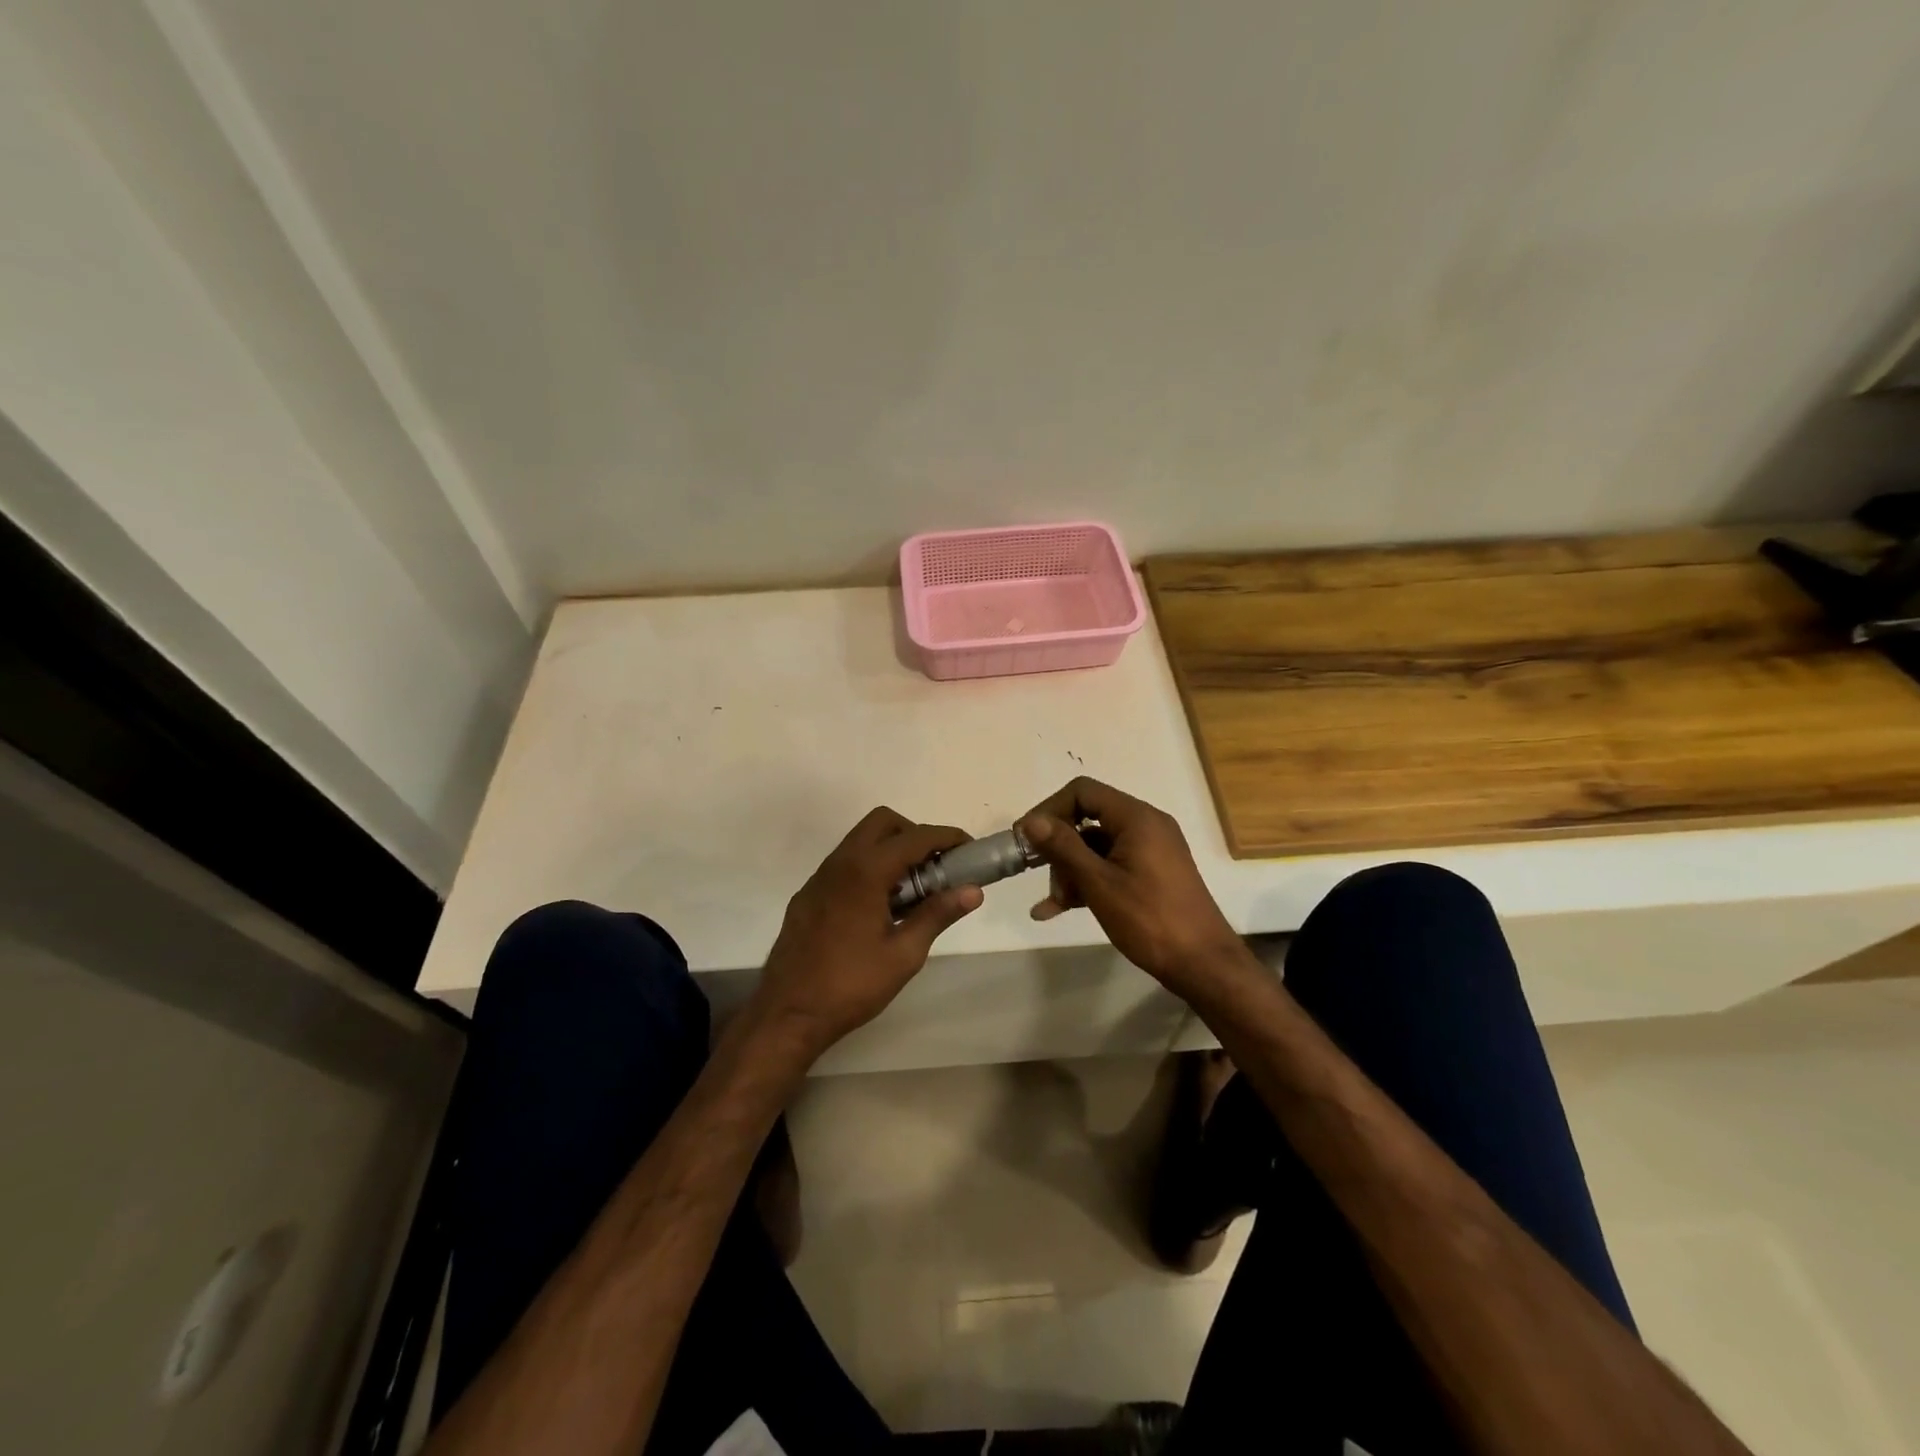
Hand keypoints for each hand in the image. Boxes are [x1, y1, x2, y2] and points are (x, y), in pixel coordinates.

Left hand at [752, 807, 982, 1055]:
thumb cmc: (851, 984)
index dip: (946, 837)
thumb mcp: (904, 954)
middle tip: (935, 867)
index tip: (969, 849)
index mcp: (866, 871)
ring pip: (860, 841)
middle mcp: (840, 863)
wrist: (788, 1013)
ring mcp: (819, 878)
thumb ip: (937, 914)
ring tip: (911, 891)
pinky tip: (878, 909)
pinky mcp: (808, 895)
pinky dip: (869, 868)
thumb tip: (973, 891)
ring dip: (890, 850)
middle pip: (882, 822)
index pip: (915, 837)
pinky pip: (844, 864)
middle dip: (914, 834)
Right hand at [1017, 777, 1242, 996]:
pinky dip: (1087, 881)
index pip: (1082, 792)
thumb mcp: (1099, 883)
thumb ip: (1063, 848)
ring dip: (1070, 870)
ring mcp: (1150, 850)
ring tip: (1054, 904)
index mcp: (1137, 818)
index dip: (1049, 810)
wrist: (1203, 964)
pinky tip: (1059, 909)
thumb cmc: (1150, 920)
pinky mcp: (1151, 872)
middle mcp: (1145, 825)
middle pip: (1087, 819)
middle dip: (1059, 848)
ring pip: (1095, 846)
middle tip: (1038, 876)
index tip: (1025, 838)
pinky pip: (1110, 865)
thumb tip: (1031, 821)